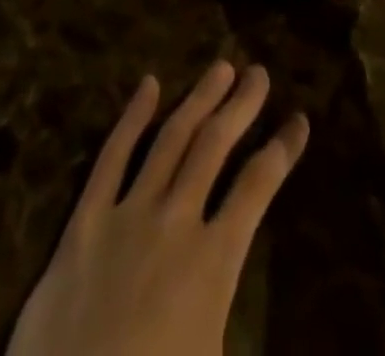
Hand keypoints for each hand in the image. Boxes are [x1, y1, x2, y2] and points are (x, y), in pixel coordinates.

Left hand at [7, 61, 308, 355]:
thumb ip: (239, 317)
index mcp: (214, 262)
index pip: (258, 187)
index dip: (282, 150)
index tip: (299, 120)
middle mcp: (176, 221)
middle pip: (215, 145)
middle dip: (241, 105)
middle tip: (259, 72)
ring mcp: (128, 213)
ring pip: (172, 137)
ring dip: (200, 98)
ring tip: (221, 67)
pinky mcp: (85, 219)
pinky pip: (112, 156)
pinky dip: (133, 116)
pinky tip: (149, 84)